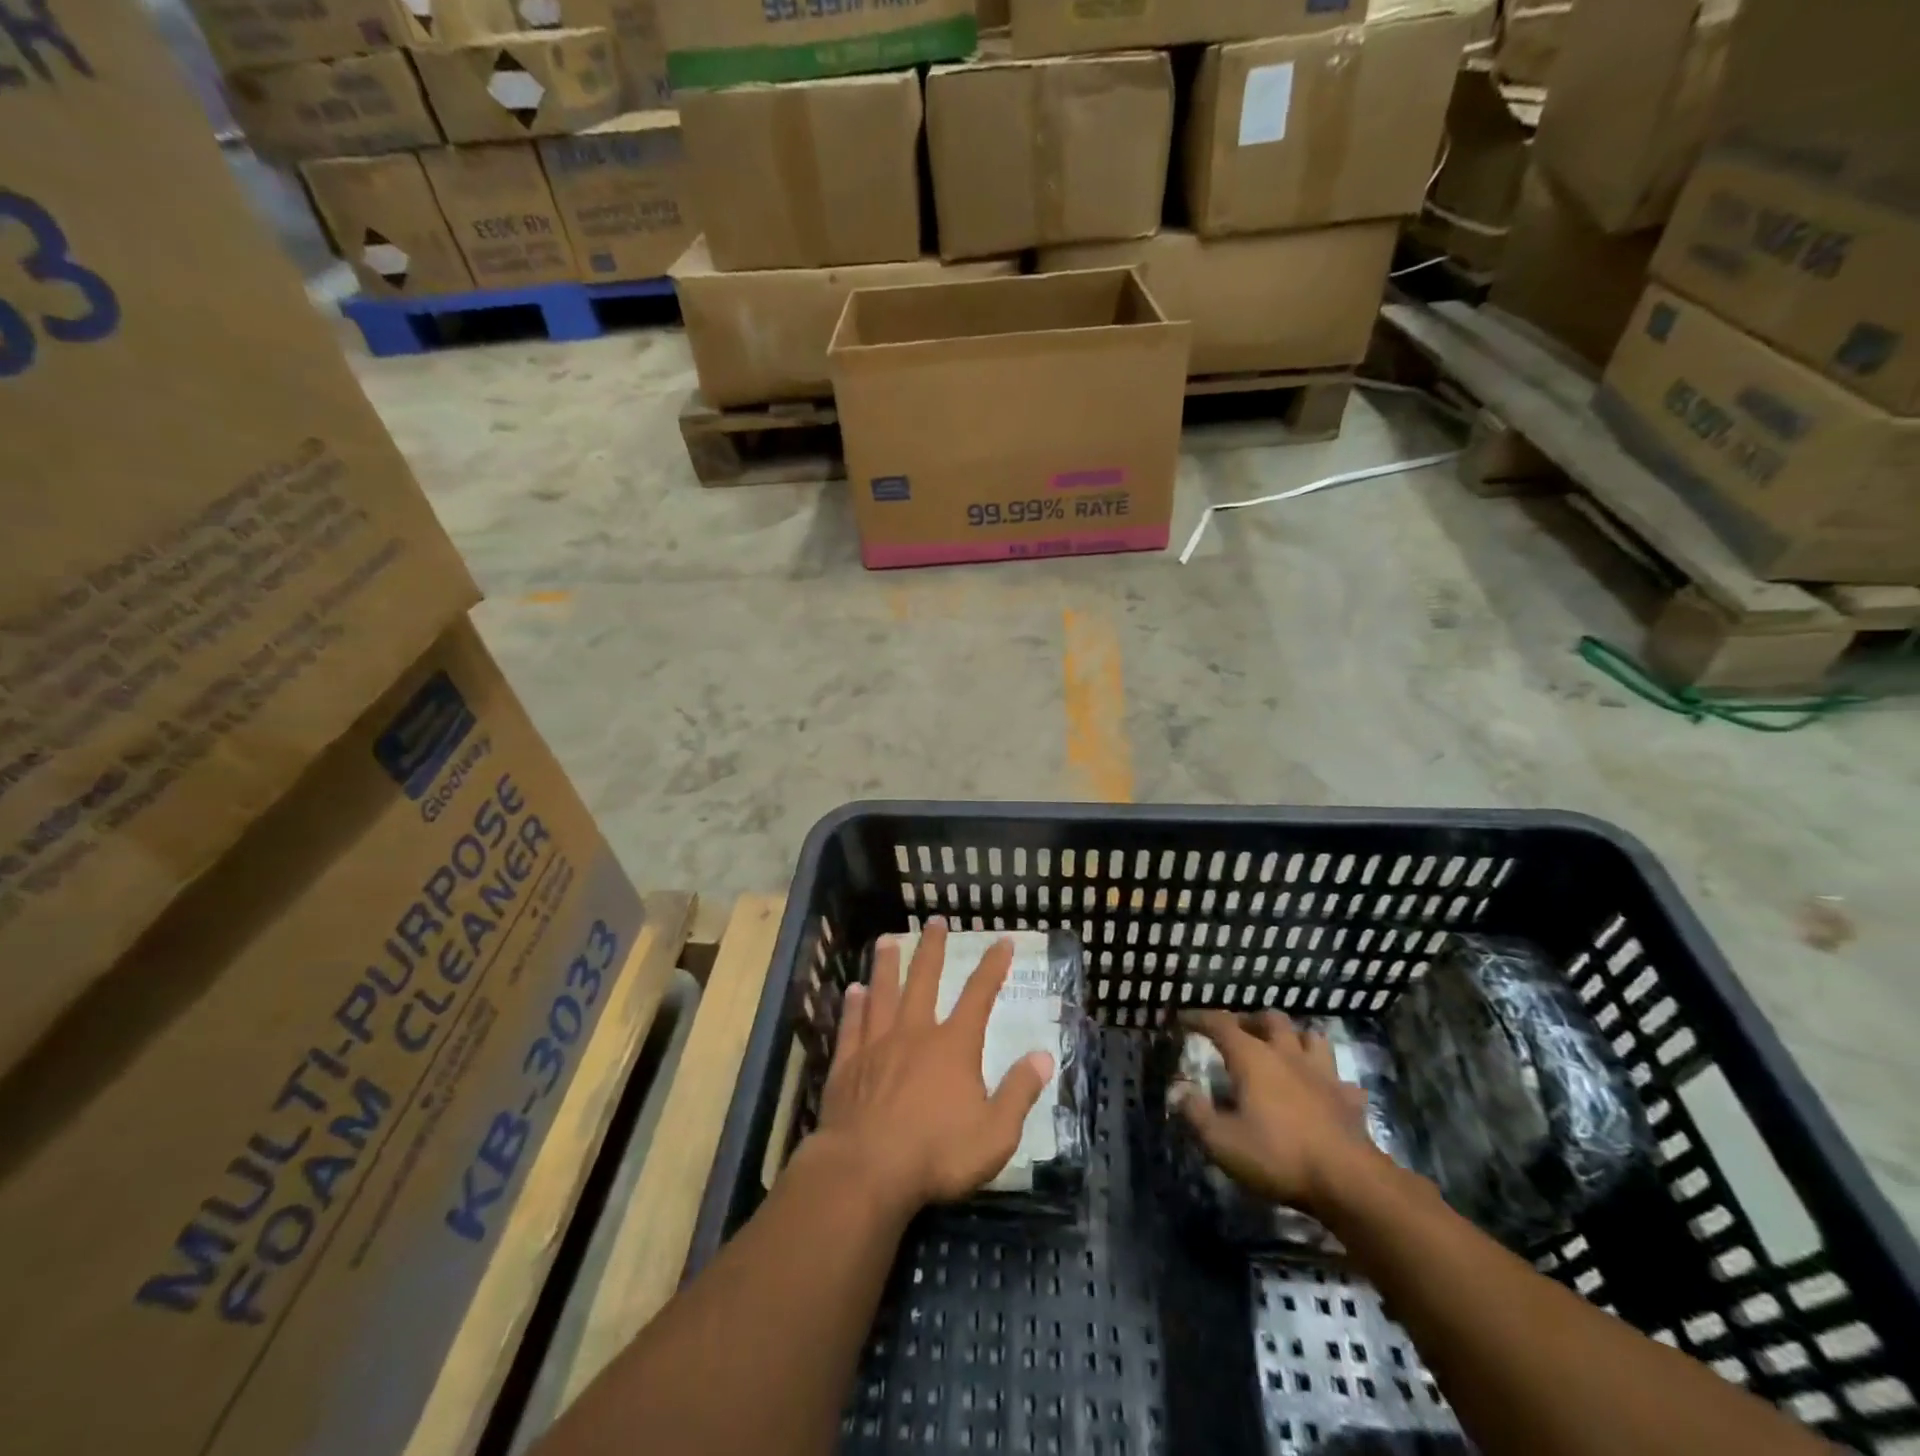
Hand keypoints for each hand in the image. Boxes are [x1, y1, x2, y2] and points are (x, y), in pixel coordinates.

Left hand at [812, 918, 1054, 1217]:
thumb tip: (1044, 1056)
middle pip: (924, 980)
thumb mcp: (995, 1133)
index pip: (979, 995)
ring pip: (882, 994)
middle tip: (935, 921)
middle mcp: (914, 1033)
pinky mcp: (847, 1065)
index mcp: (953, 1046)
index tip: (1002, 940)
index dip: (993, 966)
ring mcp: (877, 1045)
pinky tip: (852, 990)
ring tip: (886, 940)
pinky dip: (853, 1006)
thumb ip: (1019, 1092)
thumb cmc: (937, 1154)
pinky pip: (852, 1025)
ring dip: (887, 965)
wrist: (867, 1171)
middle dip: (932, 949)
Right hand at [1175, 1011, 1377, 1210]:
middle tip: (1240, 1033)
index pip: (1221, 1023)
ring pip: (1311, 1038)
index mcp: (1253, 1058)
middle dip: (1252, 1020)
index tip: (1183, 1019)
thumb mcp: (1222, 1141)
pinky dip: (1330, 1081)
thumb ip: (1196, 1114)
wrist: (1348, 1181)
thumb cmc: (1278, 1155)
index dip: (1199, 1018)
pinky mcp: (1349, 1100)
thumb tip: (1180, 1093)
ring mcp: (1323, 1074)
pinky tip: (1324, 1091)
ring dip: (1295, 1038)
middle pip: (1271, 1019)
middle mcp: (1287, 1055)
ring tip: (1284, 1050)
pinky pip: (1341, 1080)